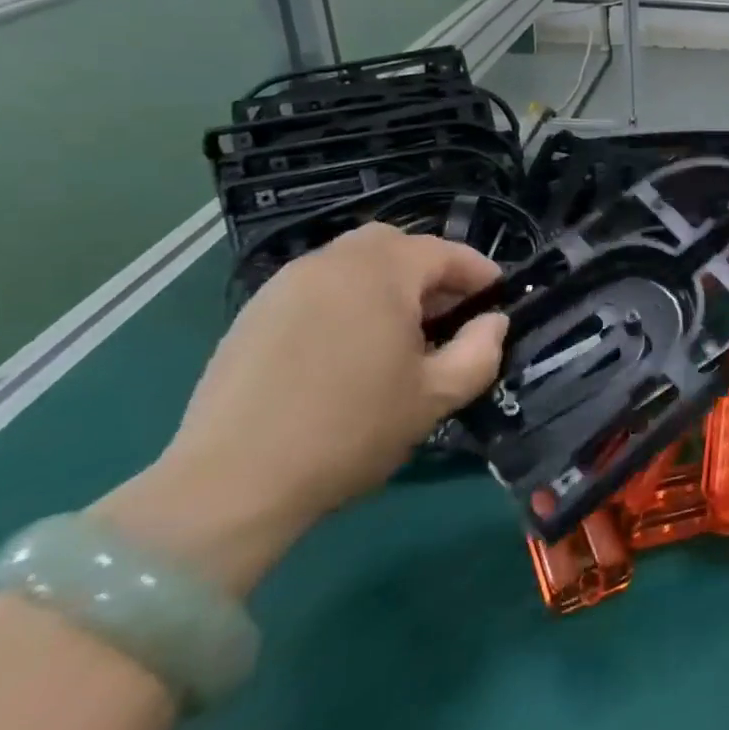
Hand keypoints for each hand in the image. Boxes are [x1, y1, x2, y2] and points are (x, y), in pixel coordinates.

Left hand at [96, 224, 508, 595]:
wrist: (230, 484)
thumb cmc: (350, 431)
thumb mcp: (436, 396)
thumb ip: (480, 351)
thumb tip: (493, 322)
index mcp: (381, 272)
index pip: (445, 252)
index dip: (479, 274)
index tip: (497, 301)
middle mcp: (332, 262)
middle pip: (396, 245)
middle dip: (430, 271)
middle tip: (447, 314)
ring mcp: (286, 284)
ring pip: (353, 262)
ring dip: (387, 283)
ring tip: (399, 332)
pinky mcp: (253, 313)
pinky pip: (318, 287)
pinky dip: (346, 300)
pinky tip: (348, 348)